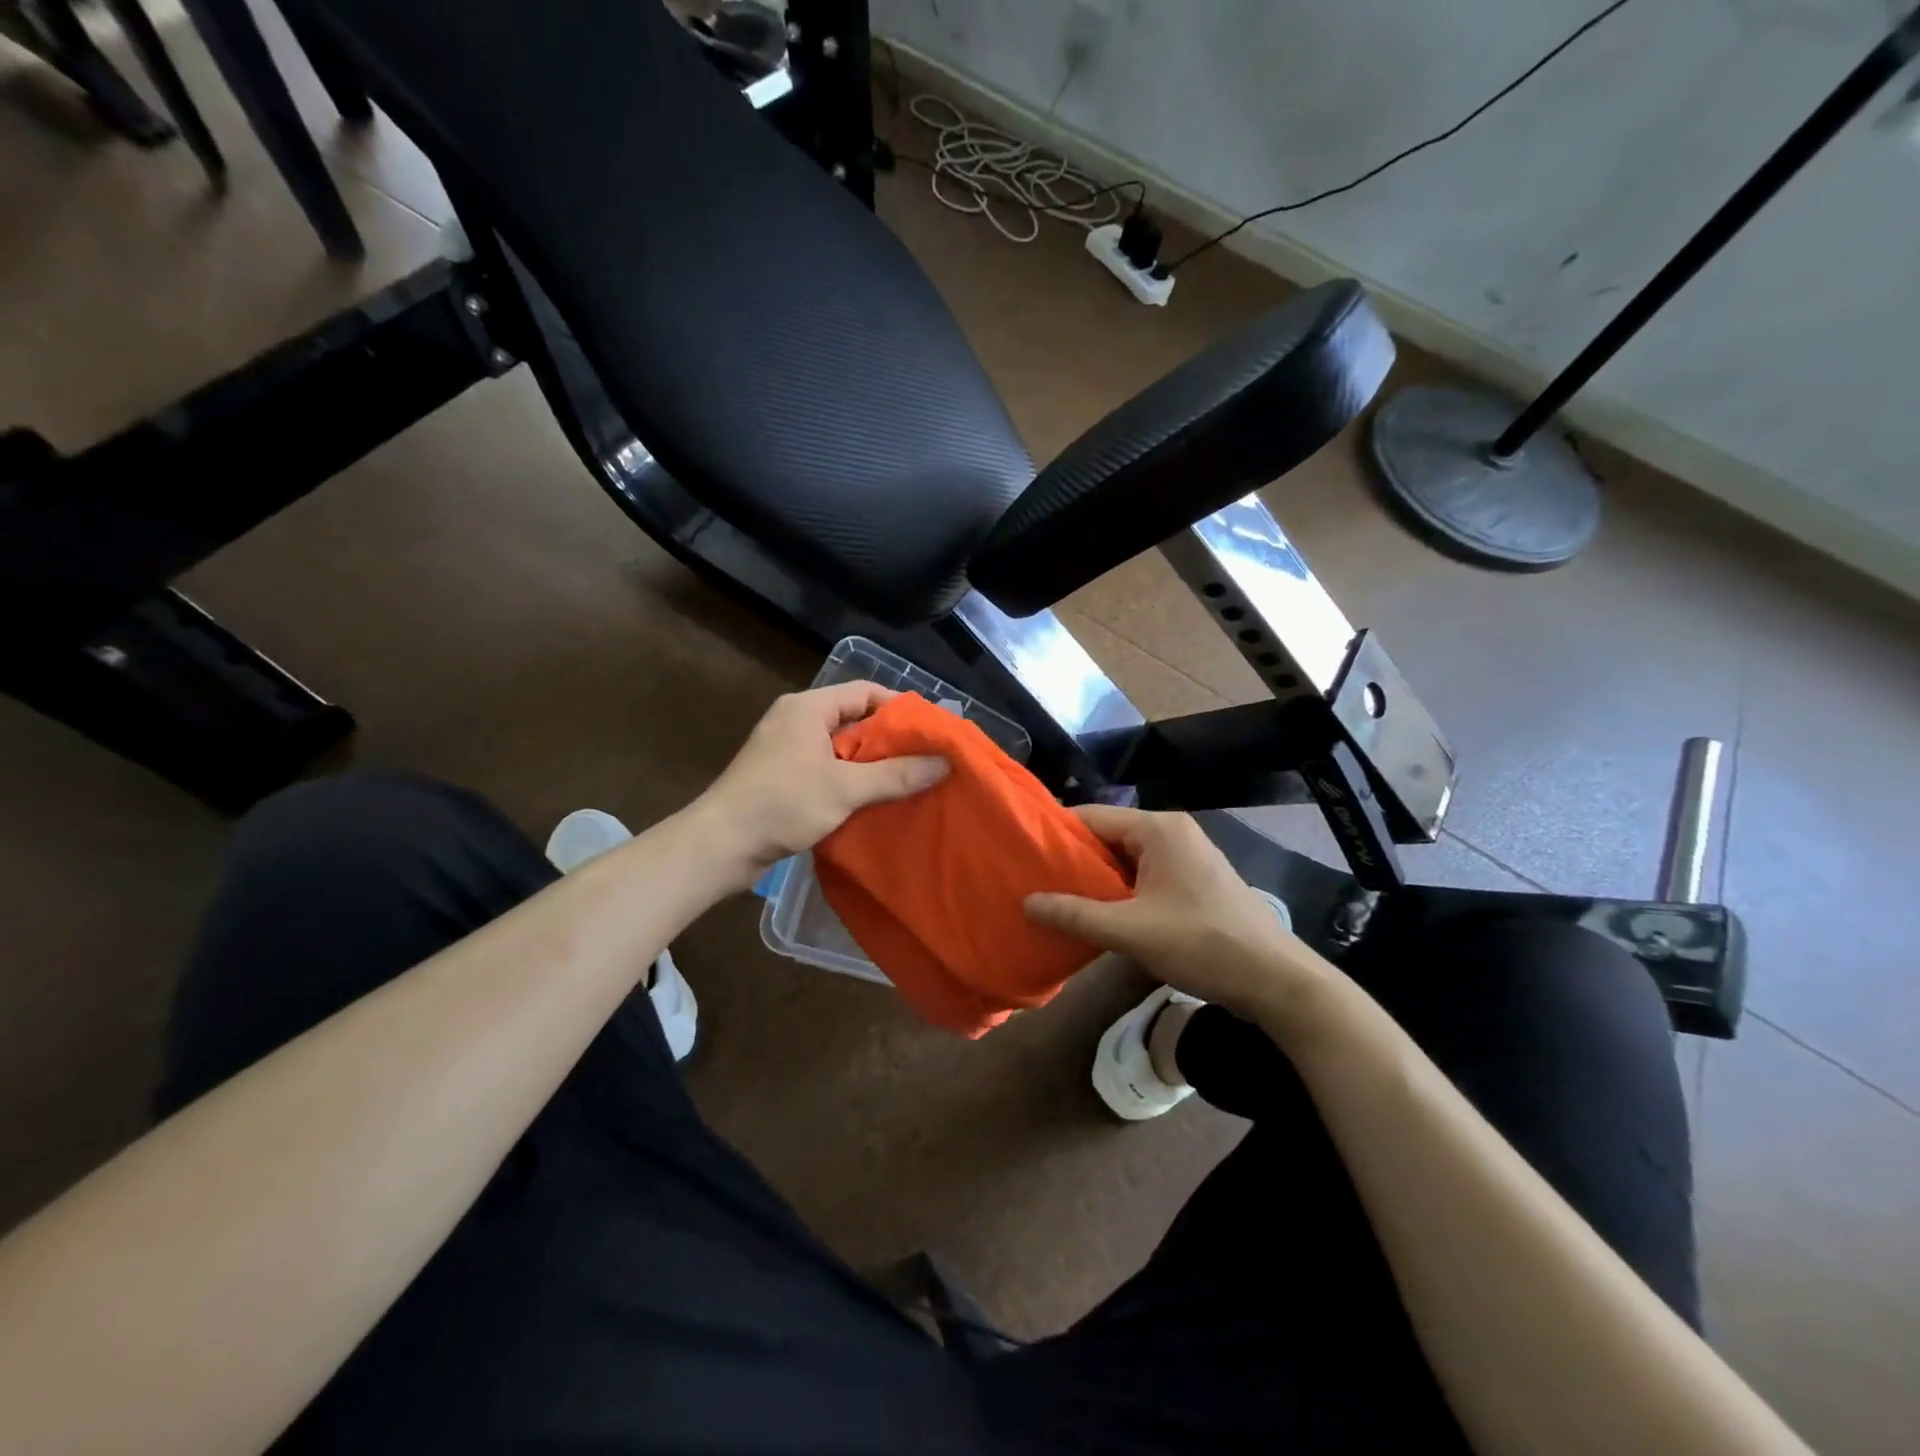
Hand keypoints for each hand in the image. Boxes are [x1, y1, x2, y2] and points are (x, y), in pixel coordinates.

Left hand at [691, 684, 947, 889]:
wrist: (719, 845)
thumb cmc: (782, 804)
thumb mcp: (845, 788)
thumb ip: (896, 774)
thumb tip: (945, 762)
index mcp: (808, 707)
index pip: (865, 692)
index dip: (901, 708)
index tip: (932, 731)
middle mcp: (795, 720)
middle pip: (854, 719)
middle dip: (890, 739)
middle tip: (926, 759)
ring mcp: (785, 749)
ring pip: (840, 747)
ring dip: (871, 762)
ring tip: (907, 781)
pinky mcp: (780, 776)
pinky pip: (825, 767)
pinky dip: (850, 779)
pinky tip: (872, 800)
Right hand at [1024, 805, 1327, 1021]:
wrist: (1276, 979)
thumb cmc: (1202, 943)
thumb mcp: (1130, 931)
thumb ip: (1075, 915)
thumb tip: (1026, 903)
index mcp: (1158, 828)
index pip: (1091, 816)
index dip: (1056, 835)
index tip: (1023, 856)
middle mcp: (1172, 831)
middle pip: (1108, 835)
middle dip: (1074, 860)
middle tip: (1035, 883)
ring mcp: (1187, 855)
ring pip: (1126, 858)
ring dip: (1097, 879)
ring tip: (1059, 900)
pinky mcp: (1195, 879)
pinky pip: (1145, 874)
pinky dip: (1121, 890)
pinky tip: (1099, 914)